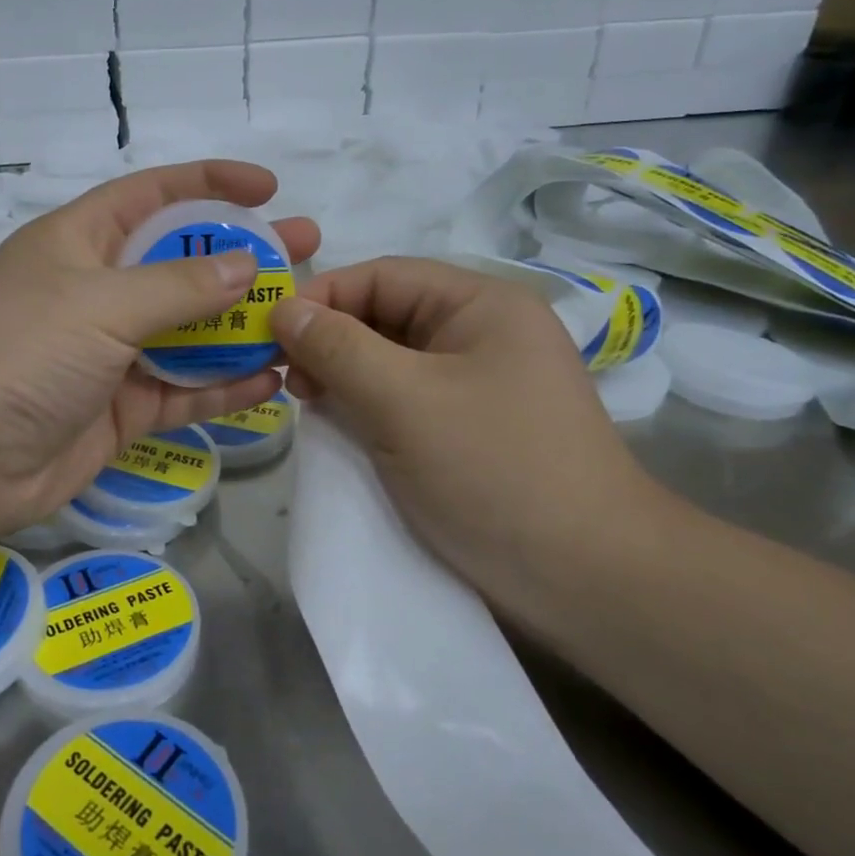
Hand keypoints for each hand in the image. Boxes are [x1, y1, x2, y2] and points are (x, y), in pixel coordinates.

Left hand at [0, 161, 318, 540]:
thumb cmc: (22, 350)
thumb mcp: (102, 301)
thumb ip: (180, 286)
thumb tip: (246, 266)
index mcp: (80, 241)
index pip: (154, 196)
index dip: (209, 184)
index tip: (267, 188)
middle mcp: (97, 291)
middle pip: (182, 265)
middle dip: (242, 258)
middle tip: (305, 253)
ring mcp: (110, 354)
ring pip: (188, 333)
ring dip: (241, 327)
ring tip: (302, 319)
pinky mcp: (119, 410)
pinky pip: (182, 392)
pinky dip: (224, 388)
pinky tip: (272, 381)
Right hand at [272, 257, 662, 582]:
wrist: (586, 579)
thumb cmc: (492, 470)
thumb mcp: (402, 400)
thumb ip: (336, 348)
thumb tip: (282, 308)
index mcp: (481, 305)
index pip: (382, 276)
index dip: (321, 297)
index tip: (268, 335)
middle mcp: (483, 334)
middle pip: (386, 315)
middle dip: (330, 340)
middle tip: (287, 380)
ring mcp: (480, 384)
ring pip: (391, 361)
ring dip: (344, 376)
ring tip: (309, 405)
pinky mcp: (471, 429)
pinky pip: (405, 400)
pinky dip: (368, 406)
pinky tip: (342, 427)